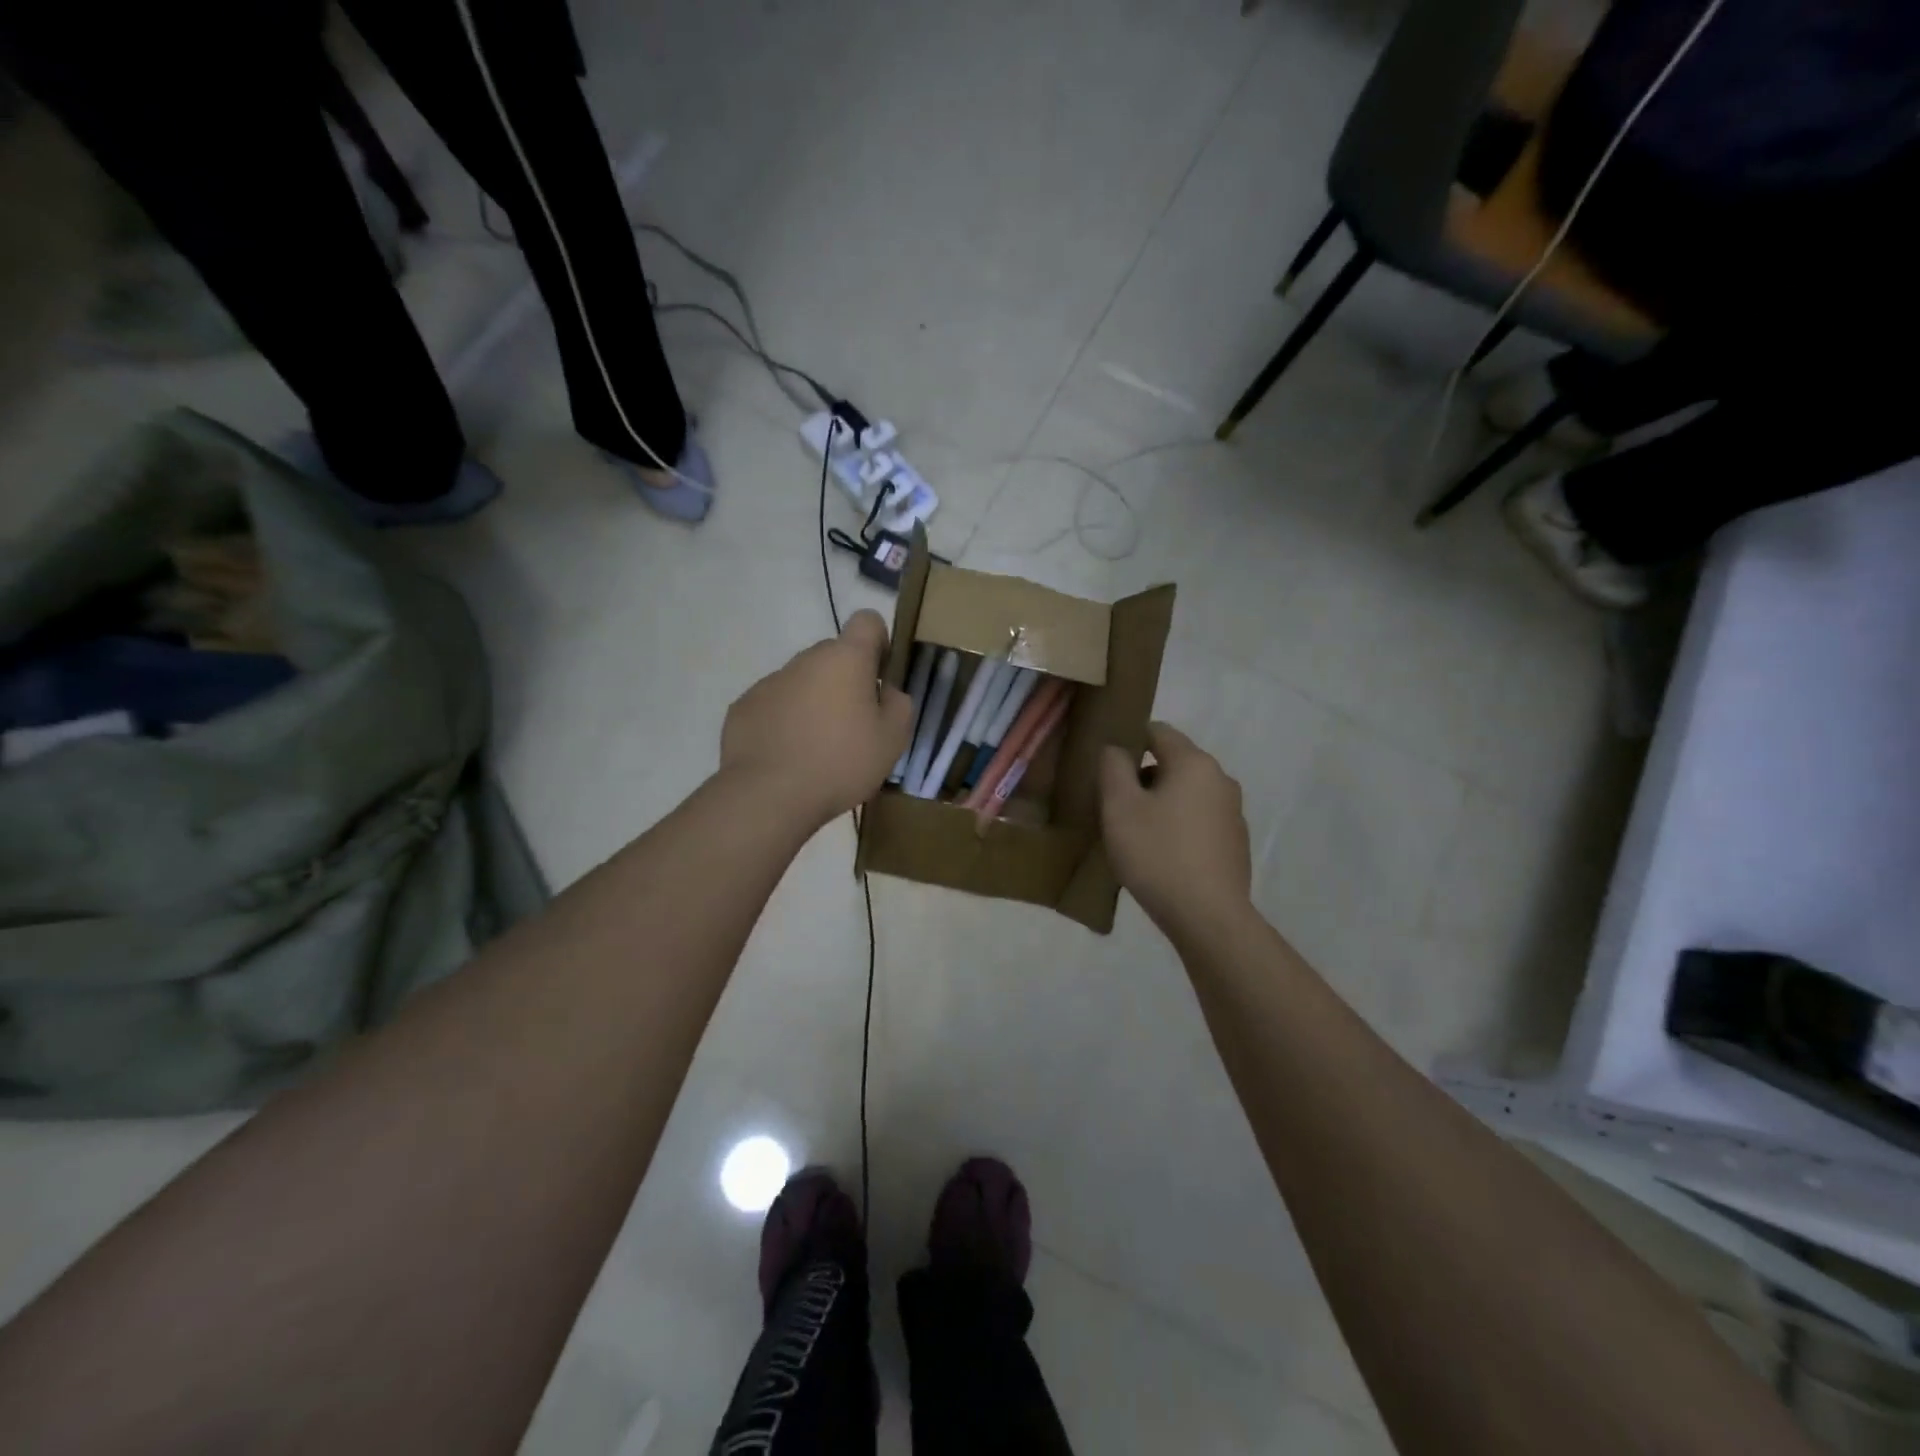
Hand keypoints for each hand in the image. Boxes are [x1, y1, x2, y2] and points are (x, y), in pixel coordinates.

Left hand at [721, 610, 914, 828]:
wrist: (769, 794)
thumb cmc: (841, 762)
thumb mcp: (893, 739)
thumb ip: (899, 704)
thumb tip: (887, 691)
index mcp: (845, 659)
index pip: (867, 621)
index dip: (879, 642)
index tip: (881, 676)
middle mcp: (805, 659)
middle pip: (833, 656)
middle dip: (846, 681)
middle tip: (854, 726)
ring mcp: (769, 682)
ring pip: (802, 682)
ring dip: (814, 702)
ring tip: (818, 748)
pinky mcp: (743, 707)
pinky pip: (774, 706)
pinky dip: (784, 722)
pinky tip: (787, 757)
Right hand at [1100, 723, 1251, 936]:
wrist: (1208, 917)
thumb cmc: (1158, 854)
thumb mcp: (1119, 807)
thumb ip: (1113, 767)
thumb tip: (1116, 749)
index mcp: (1194, 763)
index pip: (1158, 731)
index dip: (1129, 740)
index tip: (1105, 765)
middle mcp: (1220, 779)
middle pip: (1174, 763)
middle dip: (1143, 777)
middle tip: (1114, 805)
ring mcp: (1233, 812)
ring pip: (1187, 793)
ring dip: (1161, 803)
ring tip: (1135, 833)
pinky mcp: (1235, 843)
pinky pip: (1199, 820)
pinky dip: (1179, 827)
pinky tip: (1162, 855)